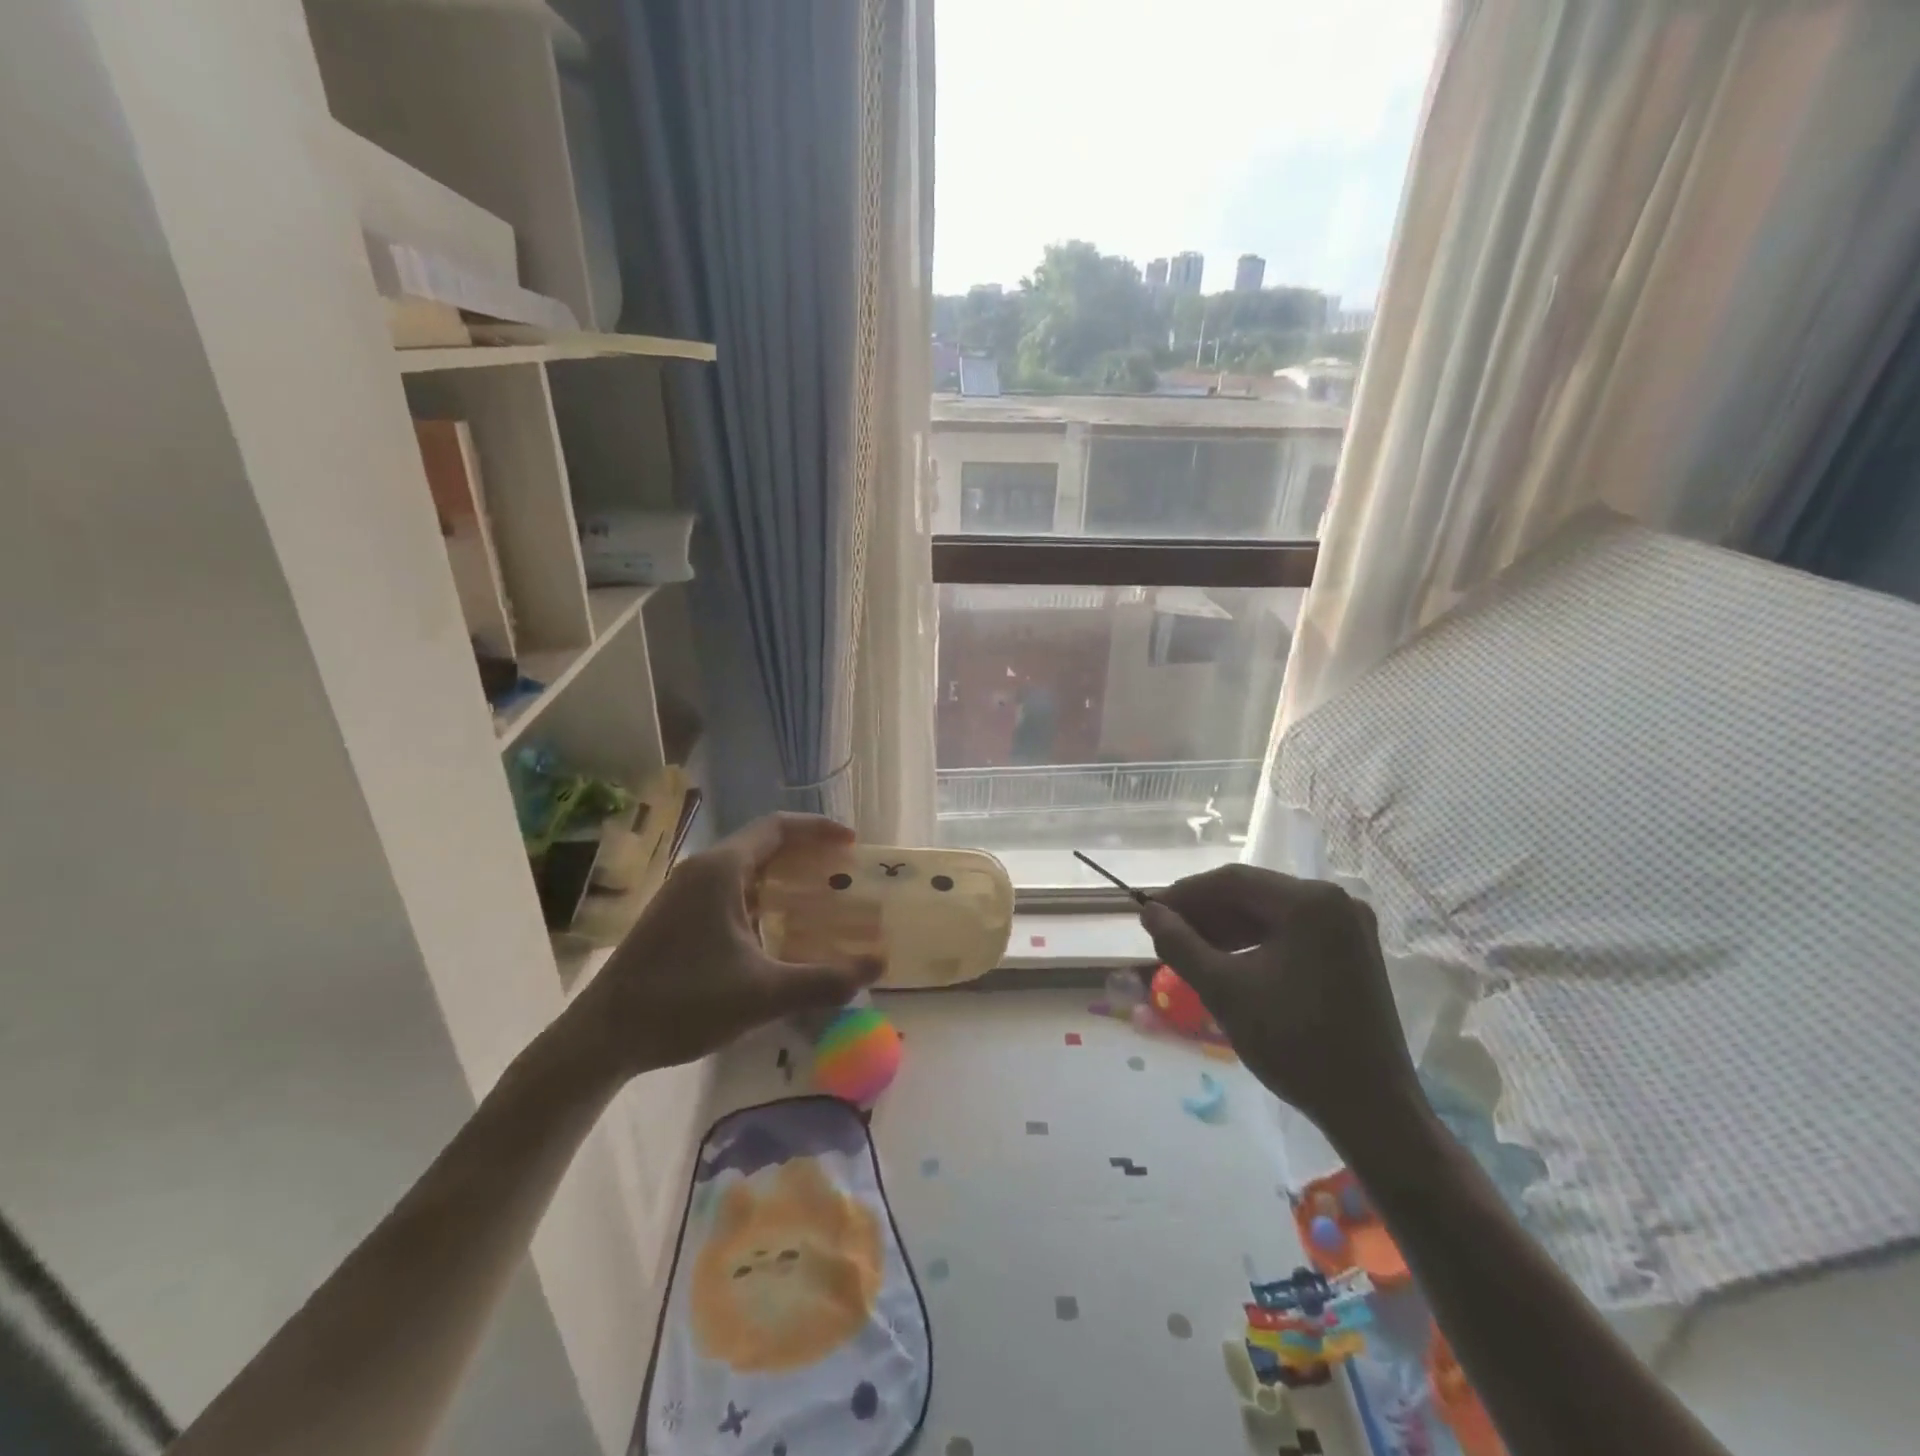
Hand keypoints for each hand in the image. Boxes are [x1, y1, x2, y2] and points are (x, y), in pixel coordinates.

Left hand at [559, 813, 881, 1077]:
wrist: (602, 1037)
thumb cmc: (684, 1001)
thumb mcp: (764, 993)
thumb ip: (824, 980)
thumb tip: (877, 966)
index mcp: (722, 870)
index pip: (778, 827)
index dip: (818, 828)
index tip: (852, 842)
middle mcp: (702, 870)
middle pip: (762, 844)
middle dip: (805, 853)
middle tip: (840, 873)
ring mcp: (683, 893)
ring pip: (743, 869)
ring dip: (780, 877)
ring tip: (815, 900)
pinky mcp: (674, 917)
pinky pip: (727, 891)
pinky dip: (759, 898)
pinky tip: (772, 933)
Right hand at [1140, 864, 1417, 1144]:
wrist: (1371, 1109)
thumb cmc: (1294, 1044)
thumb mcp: (1224, 990)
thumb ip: (1180, 944)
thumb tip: (1150, 913)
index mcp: (1309, 902)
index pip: (1232, 881)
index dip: (1185, 894)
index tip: (1150, 913)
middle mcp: (1335, 901)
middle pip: (1253, 894)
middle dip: (1205, 912)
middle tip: (1165, 933)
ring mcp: (1349, 926)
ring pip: (1271, 913)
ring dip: (1227, 927)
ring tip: (1188, 949)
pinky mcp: (1352, 951)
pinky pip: (1292, 932)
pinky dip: (1255, 942)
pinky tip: (1227, 960)